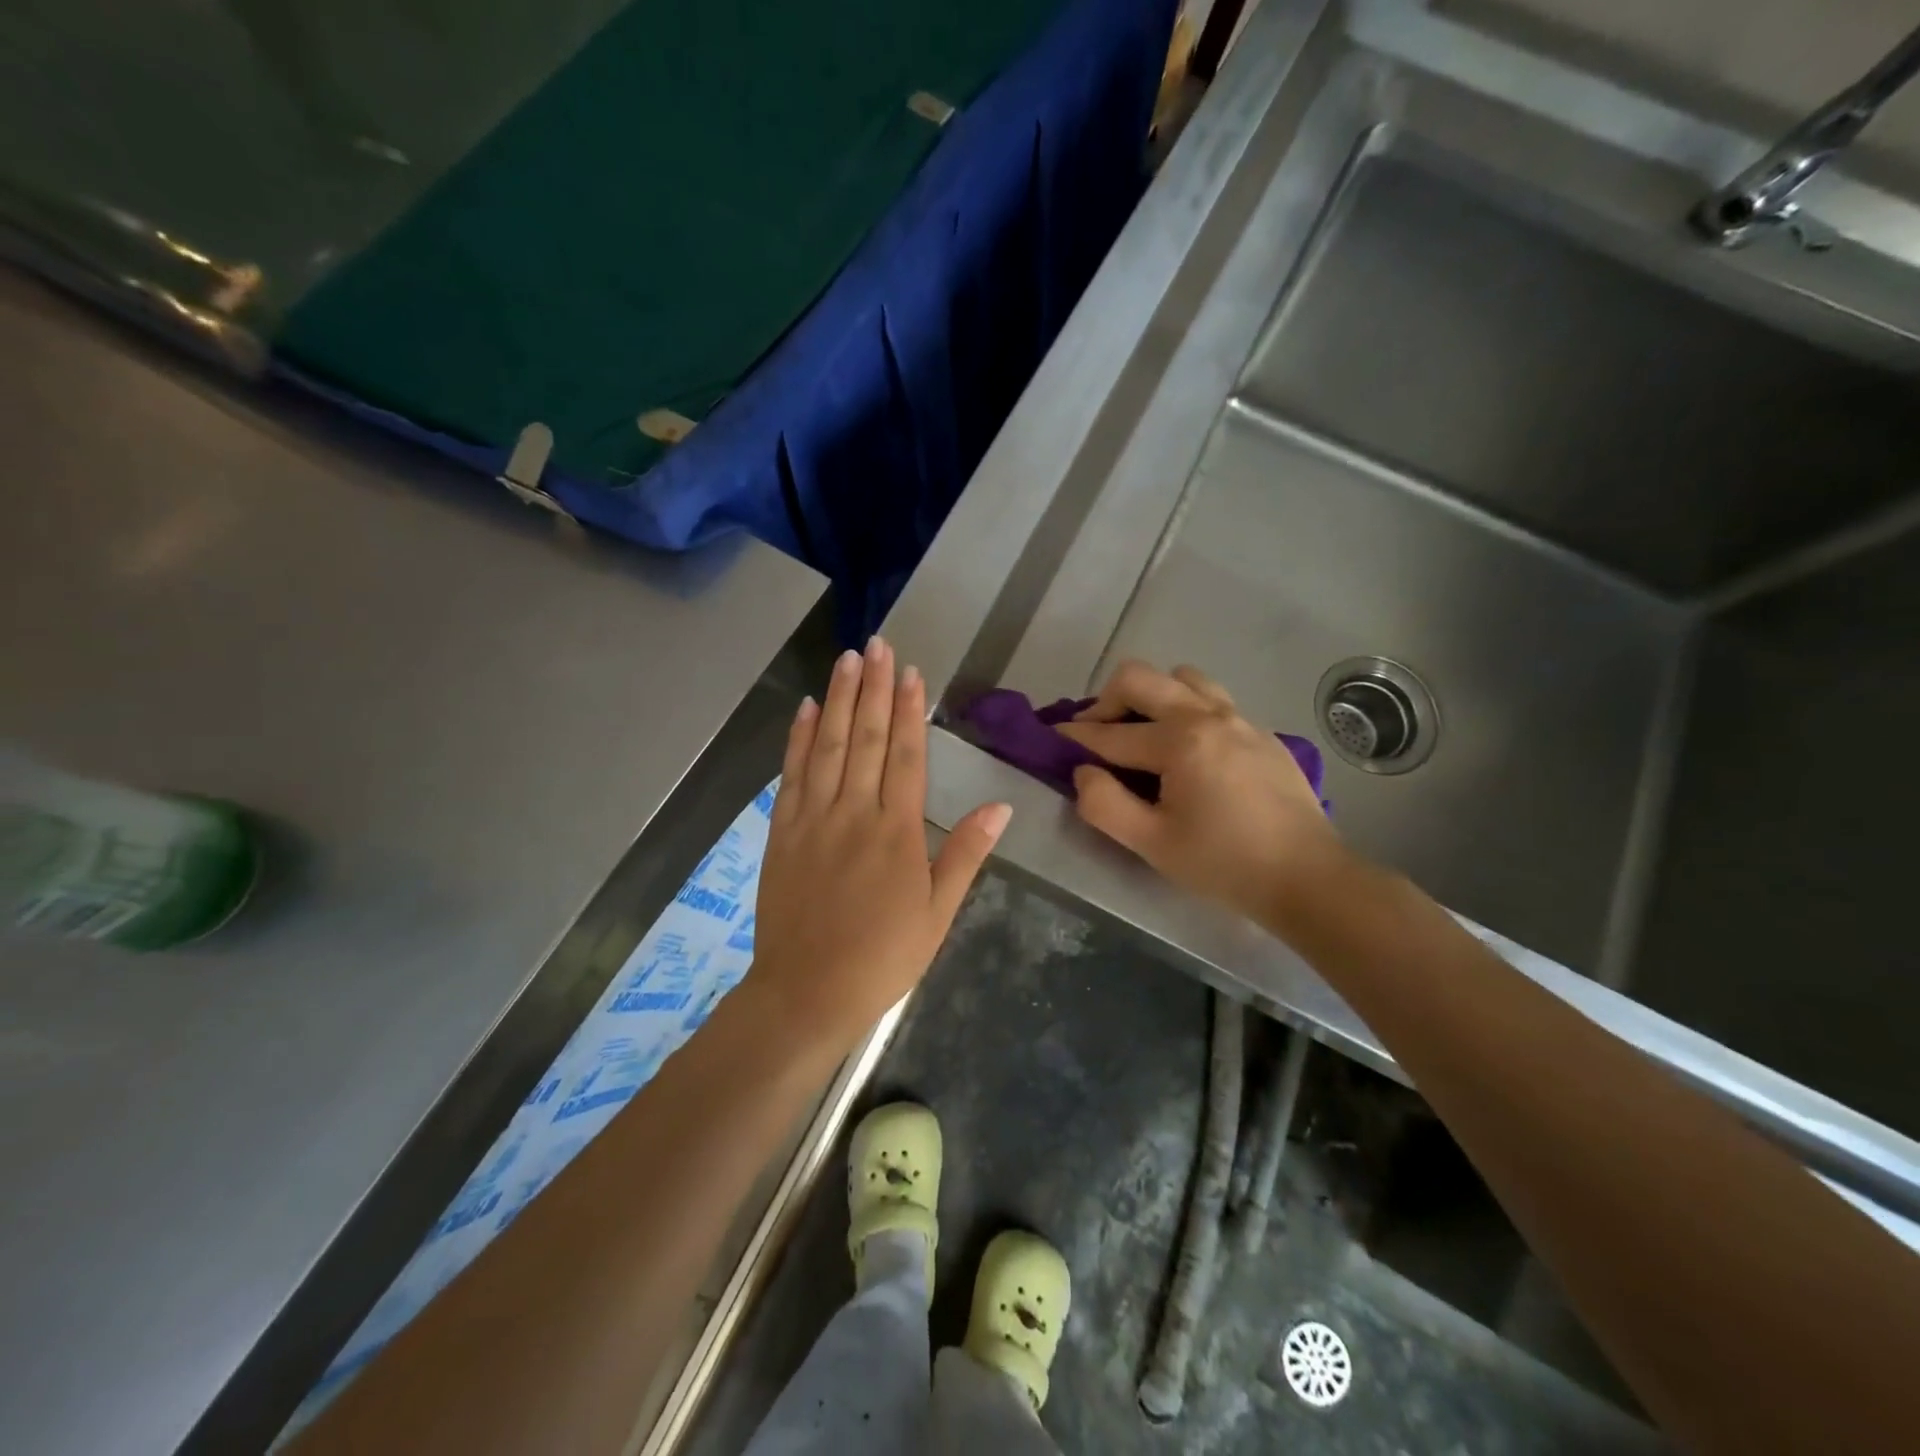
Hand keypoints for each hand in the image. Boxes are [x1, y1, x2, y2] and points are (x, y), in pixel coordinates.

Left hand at [752, 637, 1010, 1045]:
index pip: (906, 756)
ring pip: (828, 746)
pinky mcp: (782, 831)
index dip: (910, 710)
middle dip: (875, 687)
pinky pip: (792, 774)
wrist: (806, 992)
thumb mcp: (938, 913)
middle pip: (867, 738)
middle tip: (879, 644)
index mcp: (897, 831)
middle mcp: (854, 812)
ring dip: (839, 699)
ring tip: (848, 659)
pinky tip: (807, 708)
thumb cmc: (883, 957)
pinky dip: (799, 738)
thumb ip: (965, 854)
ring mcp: (813, 818)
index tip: (912, 673)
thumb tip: (1002, 806)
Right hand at [1056, 662, 1341, 925]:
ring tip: (1144, 735)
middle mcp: (1208, 714)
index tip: (1050, 738)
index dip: (1074, 737)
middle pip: (1141, 678)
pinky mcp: (1260, 732)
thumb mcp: (1151, 844)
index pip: (1110, 733)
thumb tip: (1082, 772)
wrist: (1308, 878)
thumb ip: (1104, 804)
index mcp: (1180, 740)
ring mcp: (1240, 718)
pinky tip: (1187, 752)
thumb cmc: (1224, 864)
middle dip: (1106, 701)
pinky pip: (1212, 700)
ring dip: (1151, 698)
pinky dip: (1185, 711)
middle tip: (1097, 736)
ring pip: (1181, 679)